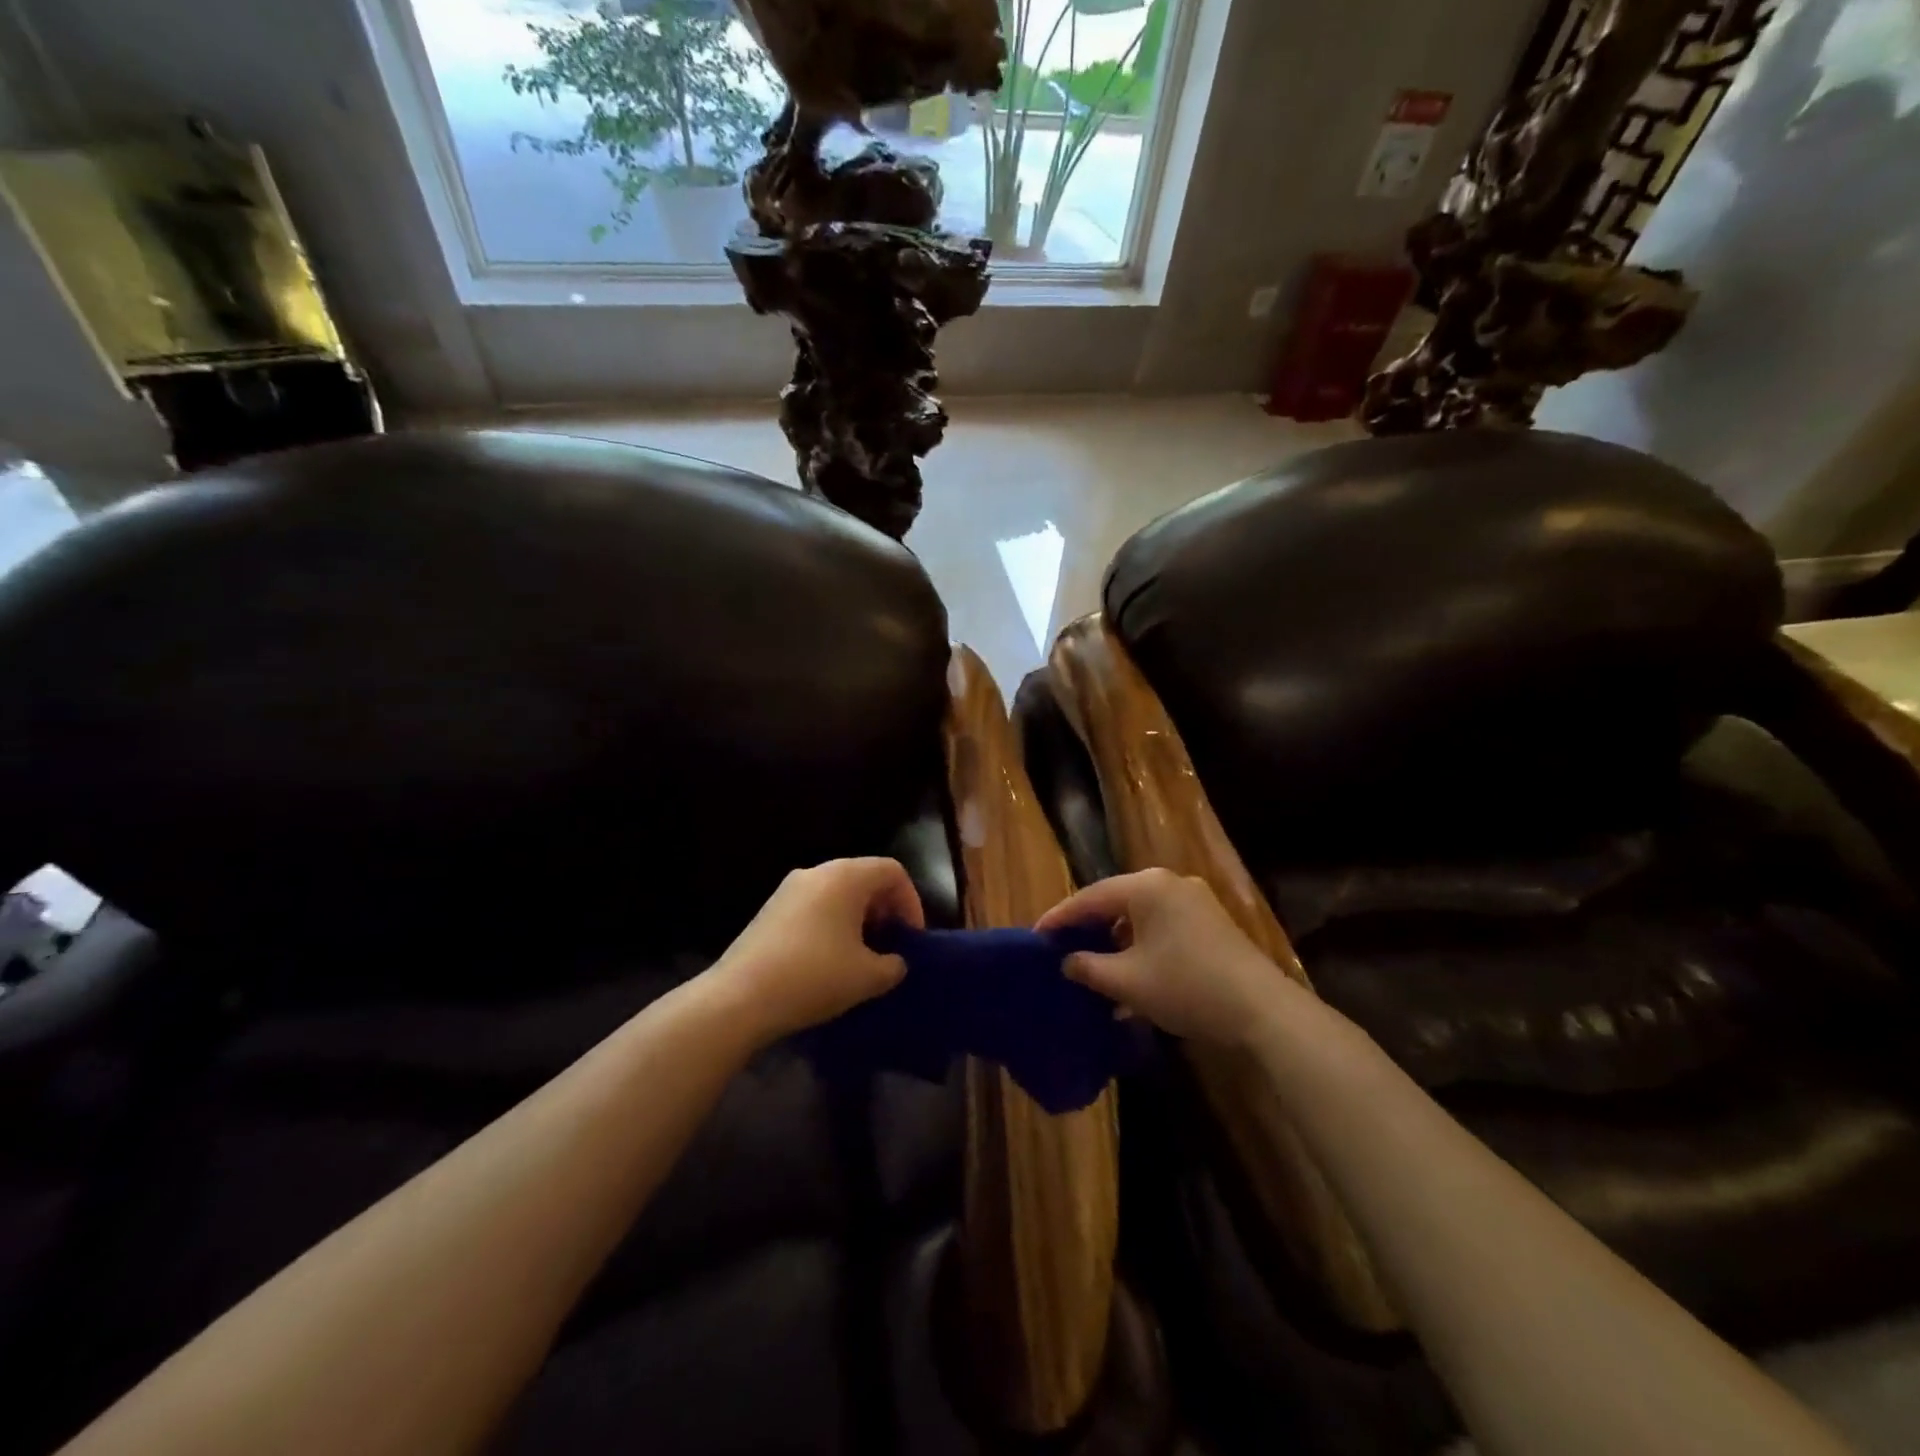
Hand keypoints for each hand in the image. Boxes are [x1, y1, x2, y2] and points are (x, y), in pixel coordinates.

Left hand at [712, 857, 920, 1045]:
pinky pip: (814, 907)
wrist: (739, 998)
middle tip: (890, 946)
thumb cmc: (814, 977)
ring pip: (837, 893)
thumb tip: (894, 963)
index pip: (892, 871)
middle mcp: (817, 872)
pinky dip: (832, 925)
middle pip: (864, 878)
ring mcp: (789, 889)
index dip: (911, 902)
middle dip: (885, 910)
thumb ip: (893, 966)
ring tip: (861, 957)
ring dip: (858, 919)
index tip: (911, 938)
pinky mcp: (770, 910)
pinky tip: (829, 961)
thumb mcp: (867, 977)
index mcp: (845, 877)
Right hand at [1036, 868, 1294, 1046]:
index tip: (1035, 936)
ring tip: (1092, 968)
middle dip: (1088, 929)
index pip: (1090, 897)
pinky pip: (1162, 929)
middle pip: (1115, 903)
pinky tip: (1130, 980)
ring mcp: (1194, 902)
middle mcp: (1169, 884)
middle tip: (1060, 949)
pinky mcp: (1211, 924)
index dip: (1060, 918)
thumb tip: (1067, 962)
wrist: (1262, 1011)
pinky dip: (1141, 948)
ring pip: (1140, 918)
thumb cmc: (1185, 986)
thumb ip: (1088, 968)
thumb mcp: (1127, 982)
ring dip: (1115, 943)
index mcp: (1146, 887)